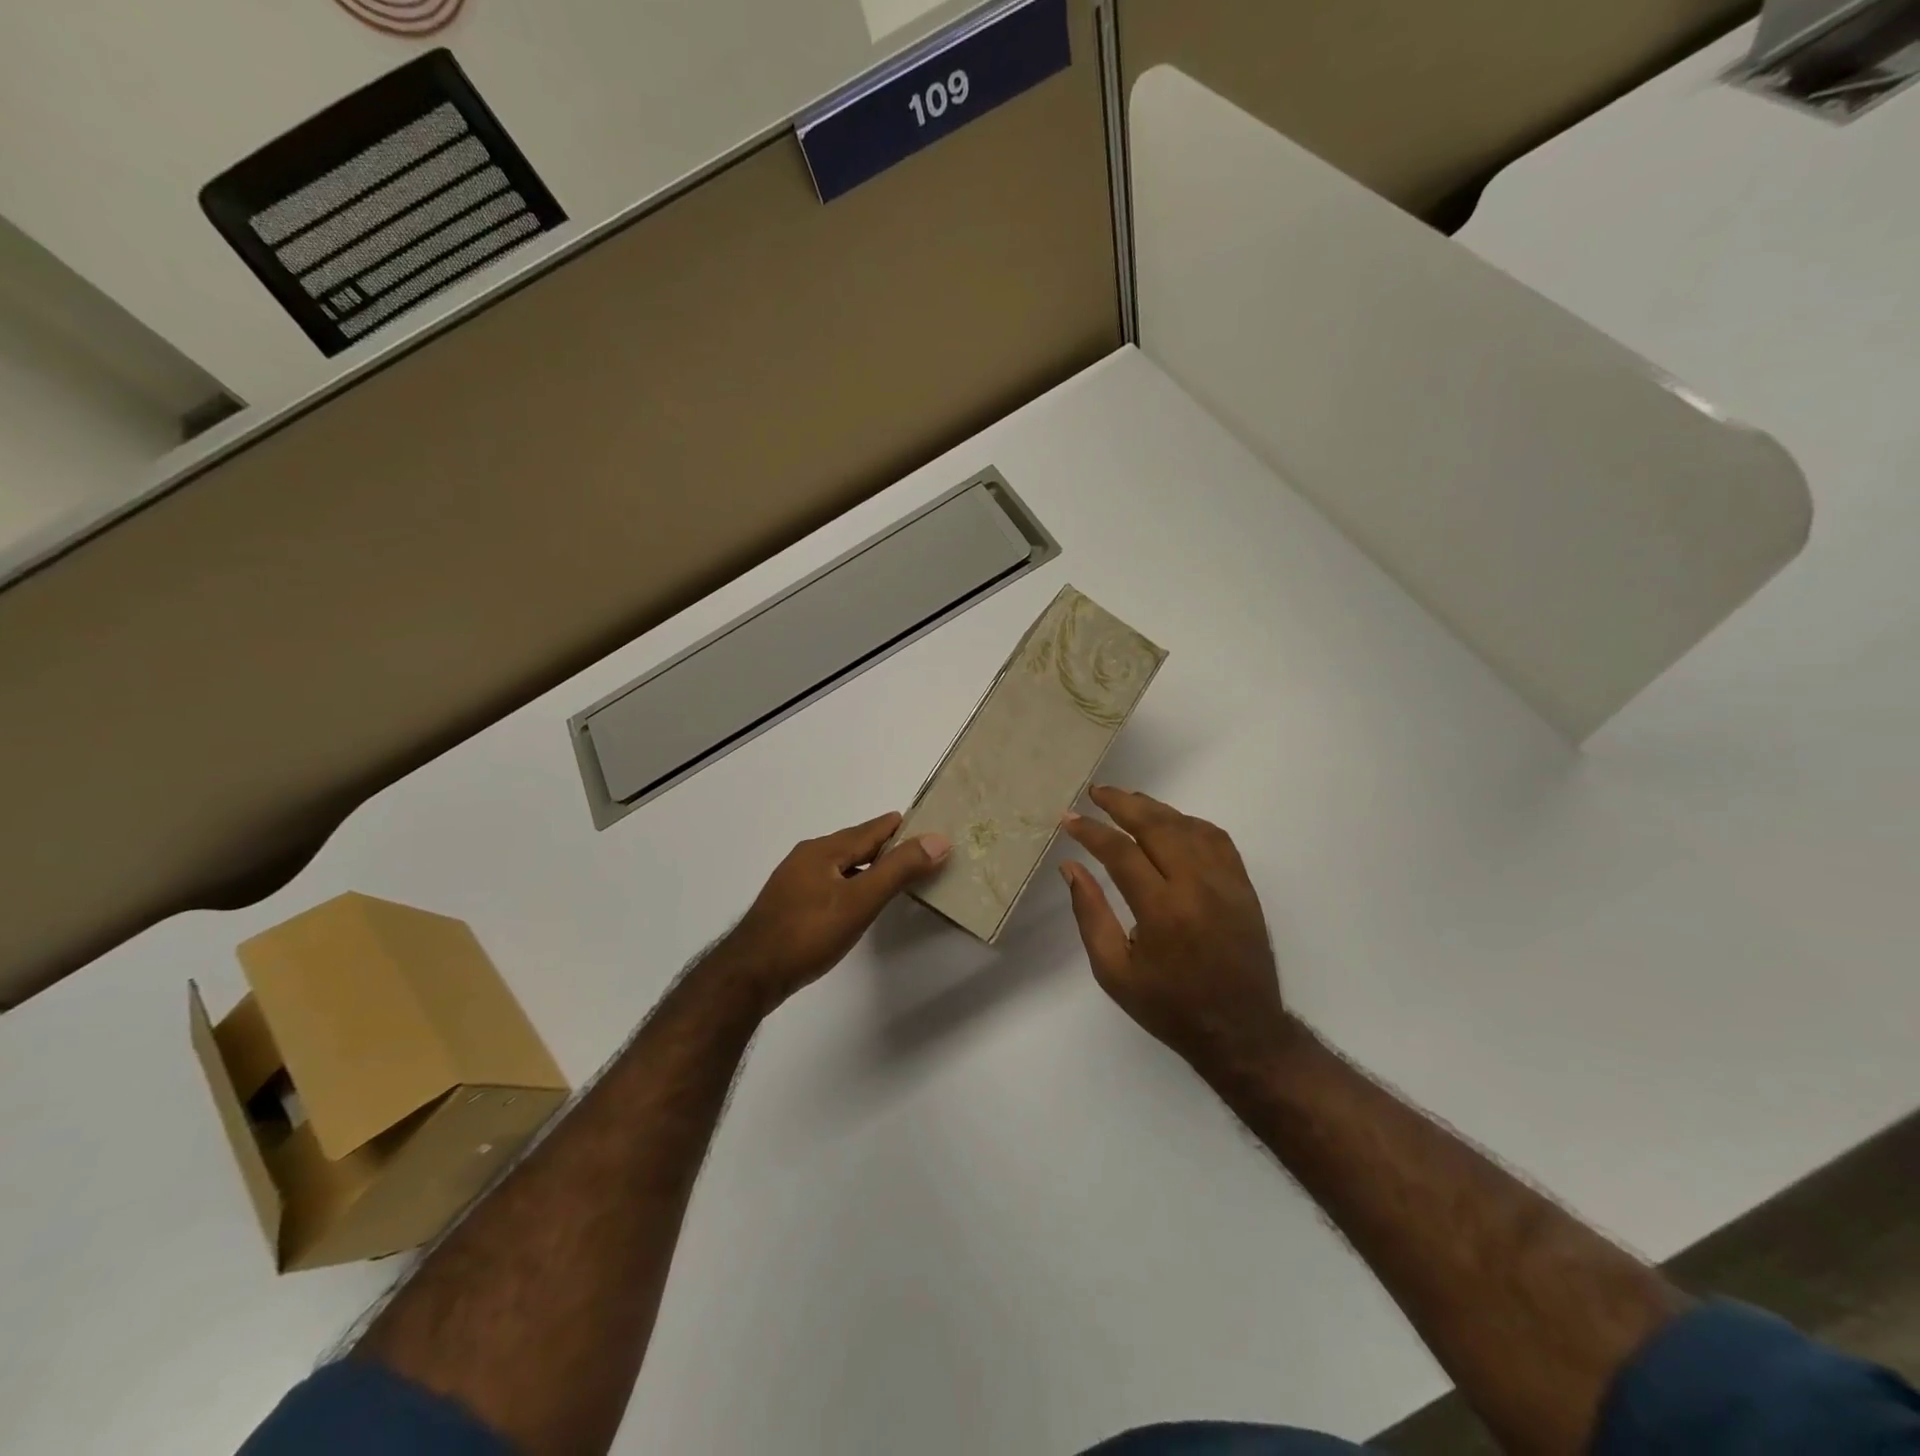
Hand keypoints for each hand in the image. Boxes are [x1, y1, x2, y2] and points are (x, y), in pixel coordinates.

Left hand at [720, 812, 949, 1013]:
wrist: (750, 975)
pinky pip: (830, 882)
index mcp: (825, 849)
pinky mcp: (789, 905)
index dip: (903, 828)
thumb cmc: (808, 934)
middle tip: (922, 852)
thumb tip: (938, 839)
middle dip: (888, 846)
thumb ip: (899, 869)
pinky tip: (858, 901)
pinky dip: (853, 883)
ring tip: (897, 875)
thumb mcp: (860, 900)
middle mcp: (808, 857)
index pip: (874, 828)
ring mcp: (795, 881)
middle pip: (857, 844)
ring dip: (870, 866)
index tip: (932, 827)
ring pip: (842, 864)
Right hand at [1060, 787, 1290, 1080]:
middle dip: (1122, 804)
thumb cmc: (1169, 1007)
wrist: (1241, 1032)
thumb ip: (1090, 914)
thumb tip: (1071, 867)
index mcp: (1162, 910)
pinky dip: (1189, 822)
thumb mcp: (1114, 972)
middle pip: (1157, 826)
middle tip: (1096, 793)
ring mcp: (1226, 882)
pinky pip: (1216, 838)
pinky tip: (1171, 823)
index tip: (1069, 819)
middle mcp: (1197, 886)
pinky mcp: (1243, 886)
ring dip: (1154, 808)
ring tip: (1126, 800)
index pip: (1121, 852)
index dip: (1092, 831)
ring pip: (1188, 826)